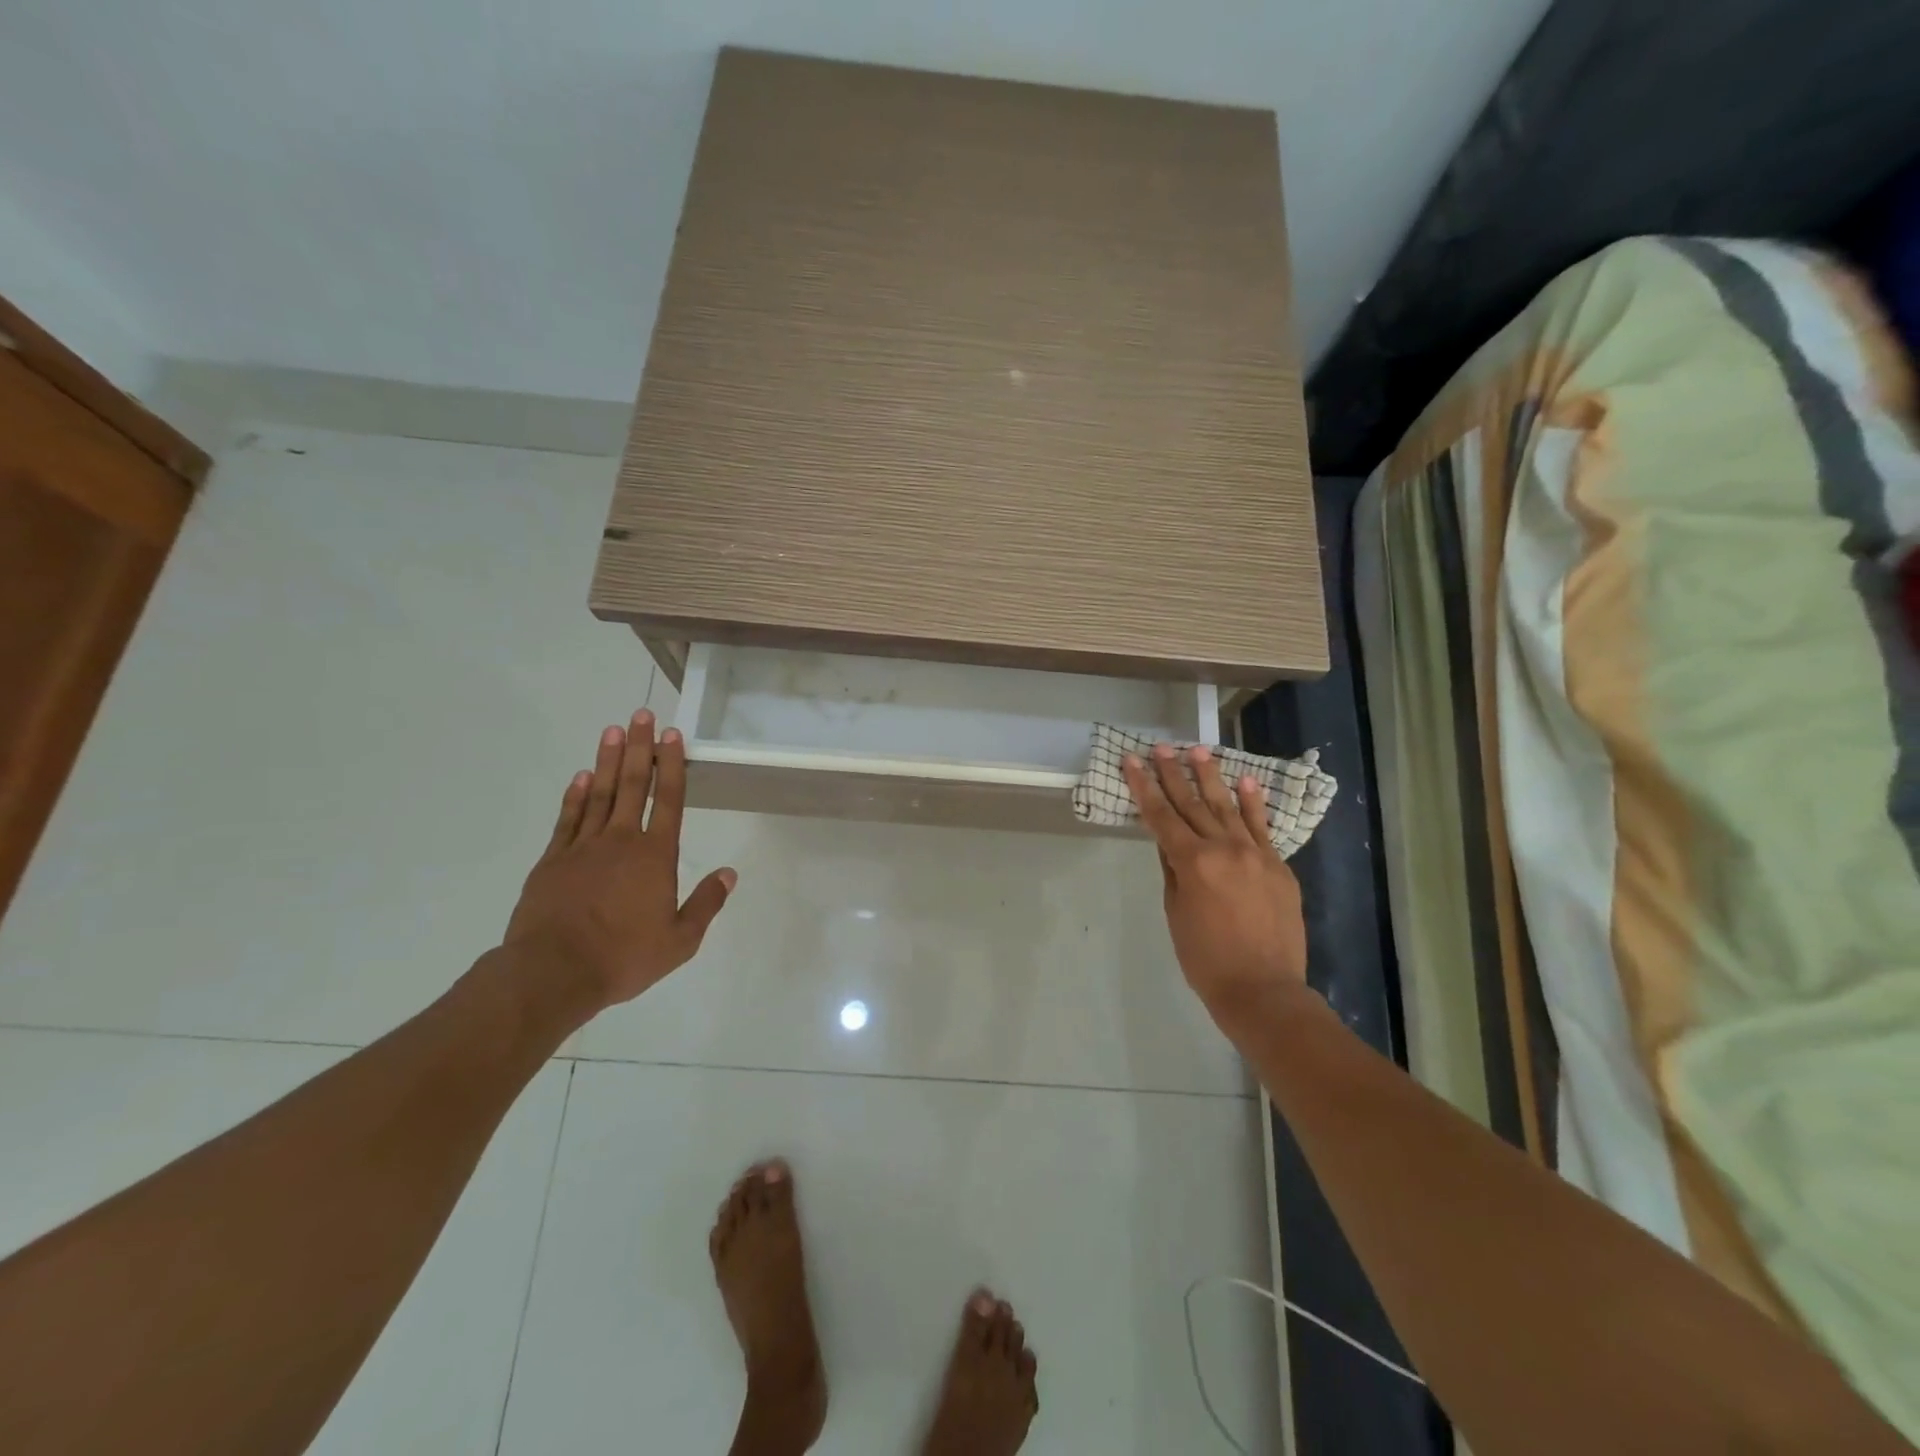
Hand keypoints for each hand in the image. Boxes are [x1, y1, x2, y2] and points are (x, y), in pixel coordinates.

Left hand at [504, 710, 735, 1014]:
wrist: (552, 973)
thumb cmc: (623, 957)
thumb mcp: (680, 940)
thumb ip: (706, 904)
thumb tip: (728, 874)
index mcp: (655, 856)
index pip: (668, 800)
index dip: (671, 765)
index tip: (672, 735)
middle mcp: (621, 841)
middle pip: (632, 785)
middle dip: (639, 748)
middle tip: (641, 715)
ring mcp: (583, 847)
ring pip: (599, 794)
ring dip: (607, 761)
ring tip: (613, 730)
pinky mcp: (553, 861)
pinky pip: (568, 819)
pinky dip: (575, 795)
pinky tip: (581, 777)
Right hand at [1123, 744, 1310, 1038]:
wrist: (1264, 989)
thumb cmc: (1206, 959)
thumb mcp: (1176, 913)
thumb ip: (1172, 871)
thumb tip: (1168, 841)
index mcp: (1192, 863)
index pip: (1160, 816)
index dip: (1143, 786)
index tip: (1131, 760)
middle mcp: (1223, 849)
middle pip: (1192, 804)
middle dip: (1173, 774)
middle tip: (1162, 747)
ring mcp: (1255, 854)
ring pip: (1227, 807)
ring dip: (1211, 778)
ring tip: (1198, 751)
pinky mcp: (1278, 865)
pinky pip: (1263, 827)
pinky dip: (1254, 803)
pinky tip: (1245, 780)